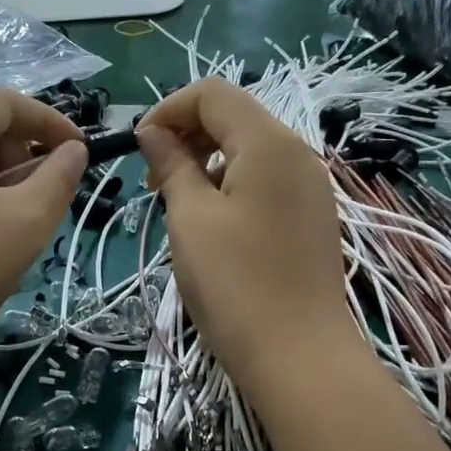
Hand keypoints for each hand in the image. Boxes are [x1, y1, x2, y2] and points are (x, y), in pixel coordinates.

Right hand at [137, 79, 359, 395]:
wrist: (299, 357)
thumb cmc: (235, 284)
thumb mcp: (190, 218)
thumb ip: (171, 165)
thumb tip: (153, 132)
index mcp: (268, 142)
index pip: (213, 93)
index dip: (168, 109)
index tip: (138, 149)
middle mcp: (297, 153)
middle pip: (234, 117)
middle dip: (186, 135)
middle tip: (154, 182)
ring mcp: (310, 186)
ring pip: (249, 150)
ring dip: (206, 162)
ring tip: (178, 205)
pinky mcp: (312, 216)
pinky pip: (265, 180)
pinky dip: (231, 185)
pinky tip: (213, 224)